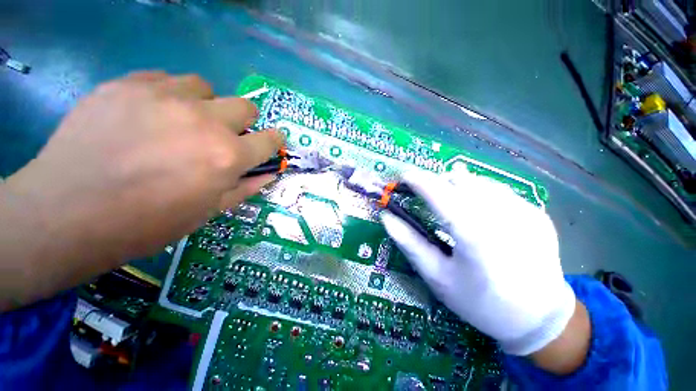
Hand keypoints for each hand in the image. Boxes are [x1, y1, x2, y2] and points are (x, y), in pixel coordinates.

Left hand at [0, 72, 281, 308]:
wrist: (68, 212)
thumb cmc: (148, 221)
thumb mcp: (208, 211)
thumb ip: (246, 188)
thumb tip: (271, 174)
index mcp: (228, 157)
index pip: (270, 140)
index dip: (274, 141)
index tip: (271, 142)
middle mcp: (205, 122)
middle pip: (245, 106)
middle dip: (242, 122)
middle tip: (222, 136)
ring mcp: (164, 97)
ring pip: (205, 88)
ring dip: (204, 105)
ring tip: (182, 123)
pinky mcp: (127, 84)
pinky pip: (164, 79)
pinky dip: (168, 95)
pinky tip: (150, 115)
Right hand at [381, 170, 577, 356]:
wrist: (539, 318)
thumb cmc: (480, 302)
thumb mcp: (438, 277)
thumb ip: (410, 244)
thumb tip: (387, 218)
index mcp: (474, 235)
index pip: (439, 194)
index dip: (418, 180)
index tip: (403, 175)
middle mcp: (502, 216)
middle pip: (459, 180)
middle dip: (435, 181)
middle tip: (423, 194)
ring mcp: (524, 211)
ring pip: (478, 181)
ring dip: (455, 185)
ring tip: (448, 202)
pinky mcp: (535, 212)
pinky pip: (497, 190)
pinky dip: (477, 192)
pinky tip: (477, 211)